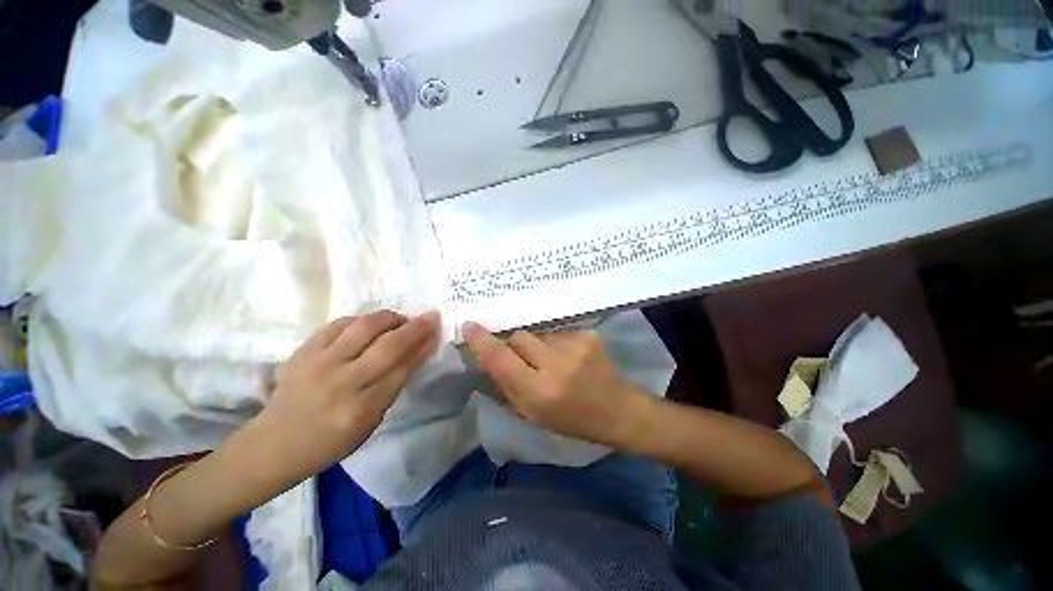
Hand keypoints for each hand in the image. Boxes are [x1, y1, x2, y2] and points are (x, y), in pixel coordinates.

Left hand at [254, 311, 440, 481]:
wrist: (274, 444)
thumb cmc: (330, 441)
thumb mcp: (371, 422)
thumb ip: (394, 384)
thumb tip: (418, 350)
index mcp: (361, 409)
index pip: (401, 369)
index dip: (423, 346)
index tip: (437, 331)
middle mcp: (341, 382)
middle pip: (387, 345)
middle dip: (414, 327)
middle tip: (430, 316)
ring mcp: (318, 363)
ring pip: (364, 327)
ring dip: (390, 318)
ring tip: (401, 320)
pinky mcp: (303, 350)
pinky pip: (340, 323)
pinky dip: (363, 319)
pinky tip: (371, 324)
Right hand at [463, 322, 651, 446]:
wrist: (618, 410)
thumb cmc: (572, 420)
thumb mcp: (533, 415)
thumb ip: (507, 386)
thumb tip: (485, 360)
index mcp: (540, 392)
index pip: (502, 359)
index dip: (483, 342)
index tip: (469, 326)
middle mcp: (556, 365)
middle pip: (519, 337)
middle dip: (514, 345)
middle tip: (524, 360)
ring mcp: (574, 345)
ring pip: (538, 334)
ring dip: (537, 346)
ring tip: (551, 362)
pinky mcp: (587, 335)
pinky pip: (556, 333)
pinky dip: (554, 344)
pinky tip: (567, 358)